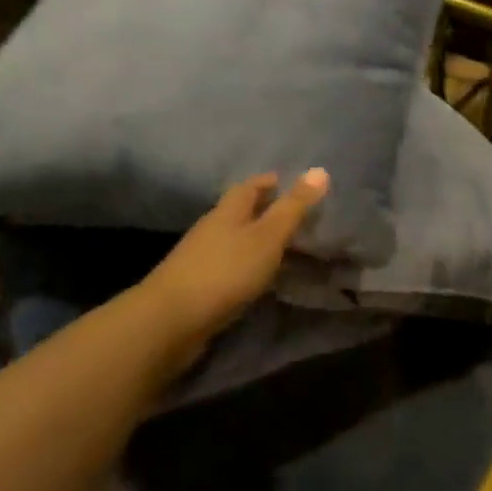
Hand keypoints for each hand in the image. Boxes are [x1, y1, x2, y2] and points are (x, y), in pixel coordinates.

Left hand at [141, 169, 329, 355]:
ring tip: (284, 248)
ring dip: (256, 240)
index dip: (269, 182)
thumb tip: (320, 169)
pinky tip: (260, 278)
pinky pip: (229, 267)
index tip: (289, 183)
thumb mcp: (268, 236)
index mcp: (228, 211)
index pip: (249, 186)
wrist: (171, 321)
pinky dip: (248, 266)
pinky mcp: (198, 286)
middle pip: (240, 212)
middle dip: (264, 210)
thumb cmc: (226, 271)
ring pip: (234, 240)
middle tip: (295, 217)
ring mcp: (202, 258)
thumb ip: (294, 207)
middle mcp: (212, 228)